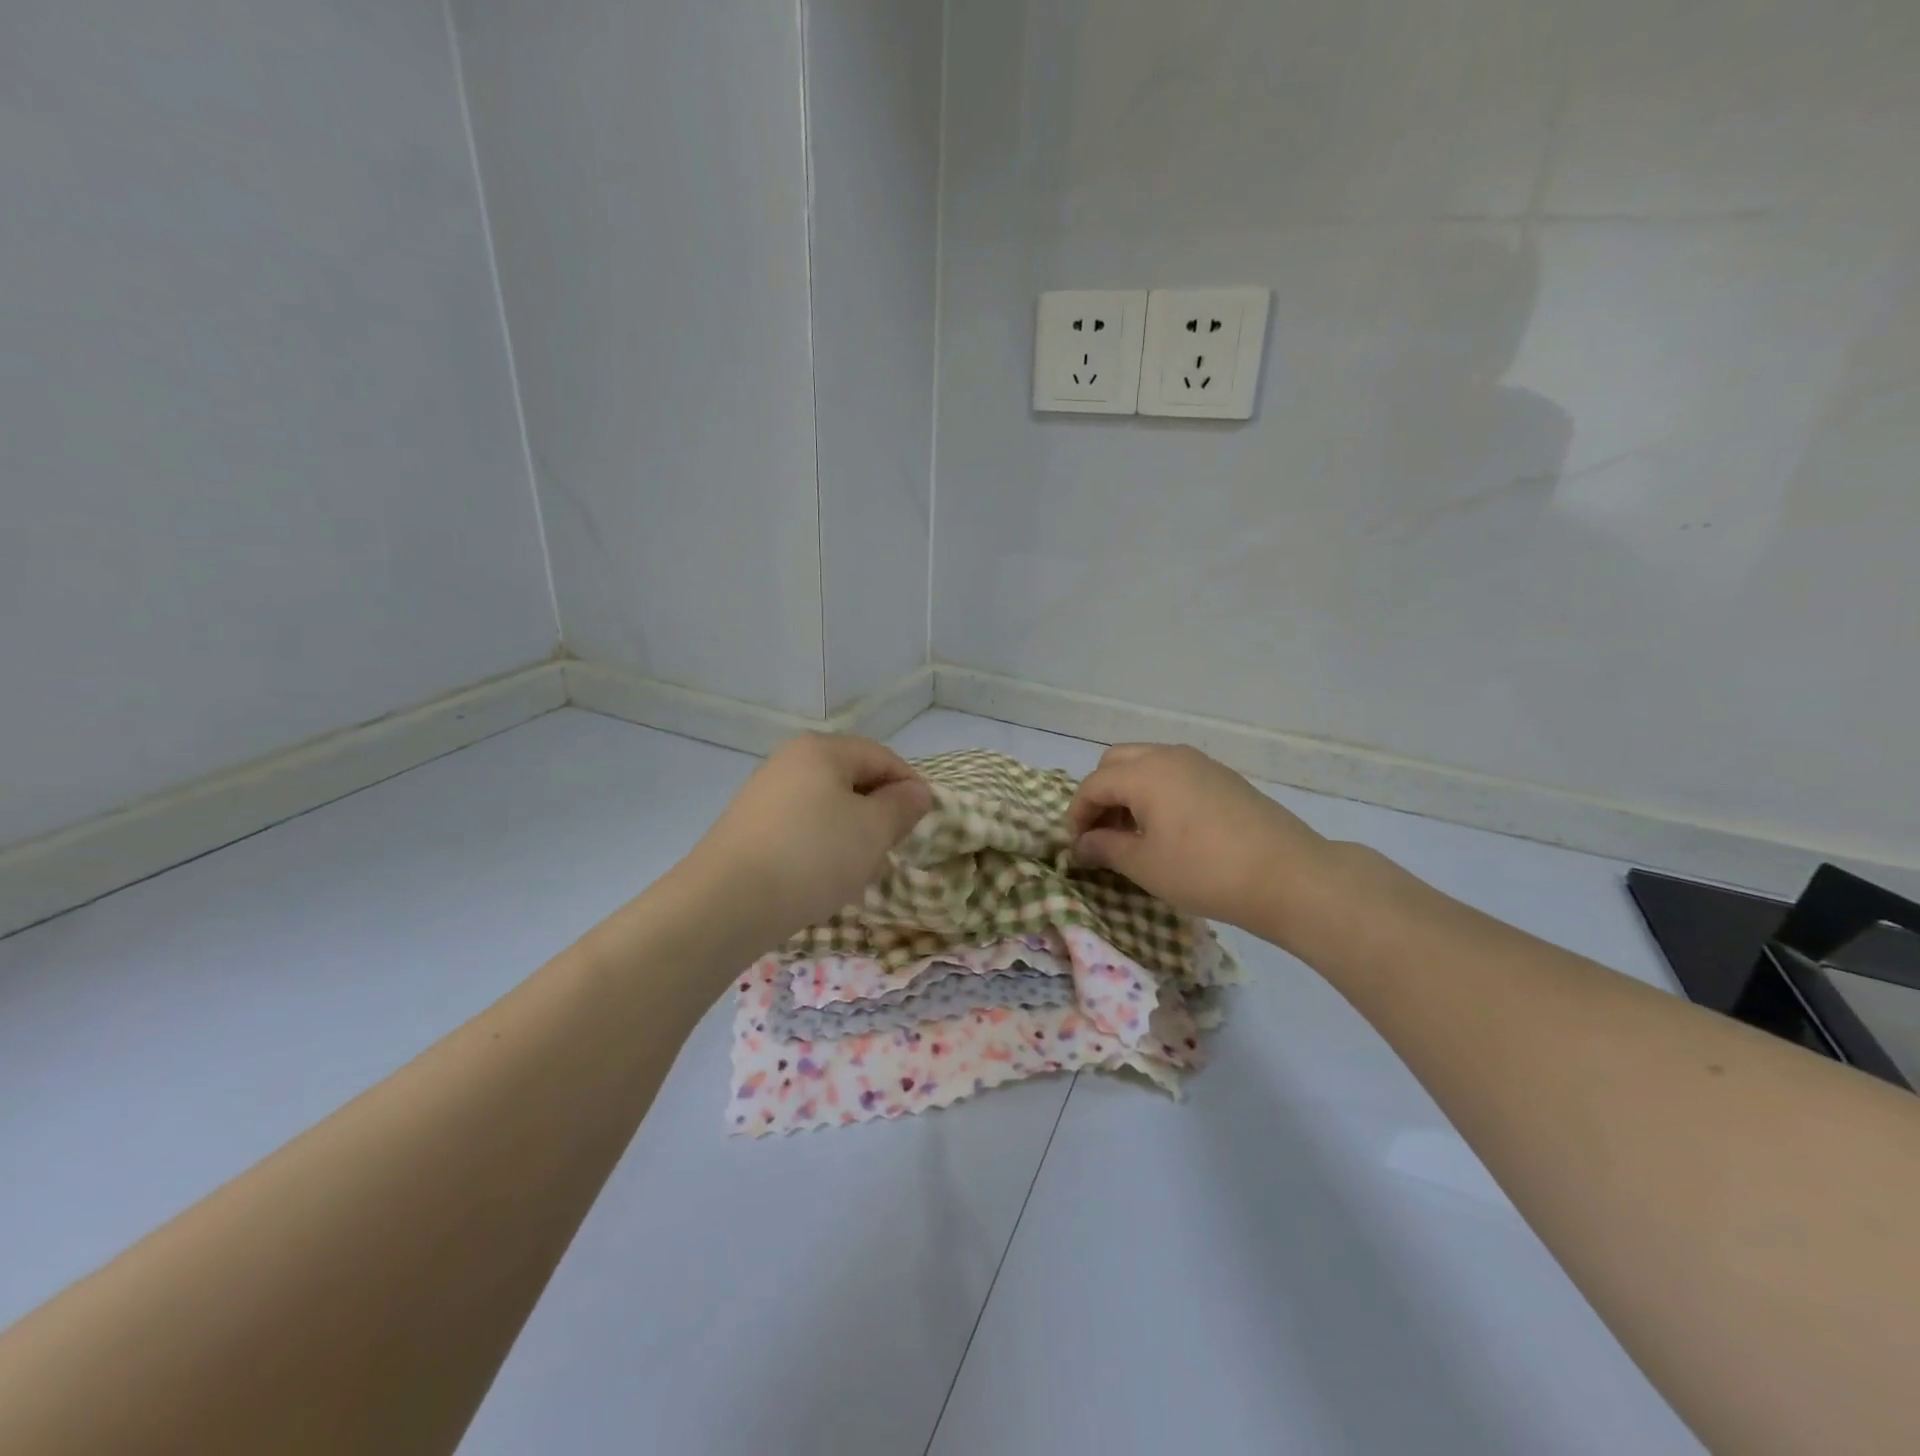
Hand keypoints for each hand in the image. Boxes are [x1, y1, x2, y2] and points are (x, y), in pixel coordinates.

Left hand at [683, 734, 932, 943]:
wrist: (726, 903)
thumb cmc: (812, 856)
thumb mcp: (873, 830)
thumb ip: (902, 806)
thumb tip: (916, 792)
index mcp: (822, 750)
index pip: (882, 757)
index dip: (910, 787)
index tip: (924, 824)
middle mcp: (789, 761)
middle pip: (852, 779)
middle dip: (879, 813)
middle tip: (891, 850)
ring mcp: (764, 794)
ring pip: (827, 807)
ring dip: (851, 834)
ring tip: (858, 871)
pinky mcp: (748, 827)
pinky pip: (801, 828)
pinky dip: (821, 847)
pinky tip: (821, 879)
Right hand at [1068, 743, 1331, 933]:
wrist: (1288, 875)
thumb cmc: (1204, 871)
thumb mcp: (1144, 865)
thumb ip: (1104, 847)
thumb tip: (1082, 843)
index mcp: (1144, 772)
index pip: (1093, 785)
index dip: (1077, 814)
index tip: (1077, 847)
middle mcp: (1169, 756)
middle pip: (1116, 762)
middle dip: (1101, 794)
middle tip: (1102, 833)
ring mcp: (1200, 763)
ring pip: (1147, 764)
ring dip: (1129, 792)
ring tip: (1133, 833)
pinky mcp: (1223, 777)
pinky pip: (1174, 774)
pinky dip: (1157, 792)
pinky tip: (1168, 829)